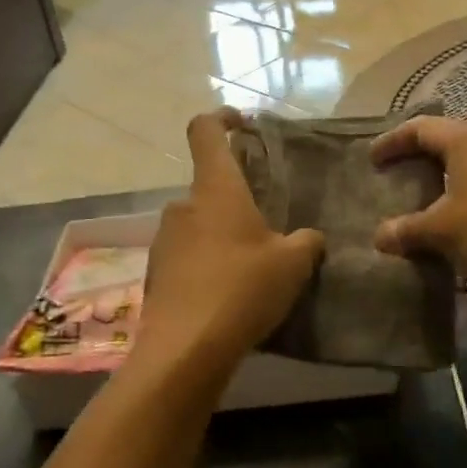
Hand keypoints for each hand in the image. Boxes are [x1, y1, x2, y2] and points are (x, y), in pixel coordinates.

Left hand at [132, 110, 323, 383]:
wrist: (186, 350)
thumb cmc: (243, 289)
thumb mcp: (293, 264)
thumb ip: (306, 242)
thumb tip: (310, 238)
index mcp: (216, 188)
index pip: (205, 131)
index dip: (221, 118)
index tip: (241, 123)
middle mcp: (183, 206)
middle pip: (208, 185)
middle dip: (234, 198)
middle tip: (265, 225)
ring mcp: (164, 240)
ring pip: (197, 223)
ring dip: (220, 234)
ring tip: (250, 266)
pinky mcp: (156, 274)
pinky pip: (186, 255)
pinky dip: (205, 263)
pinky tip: (226, 294)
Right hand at [372, 116, 466, 314]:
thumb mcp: (442, 229)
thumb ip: (407, 230)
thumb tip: (379, 237)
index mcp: (465, 140)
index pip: (418, 128)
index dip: (392, 142)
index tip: (371, 161)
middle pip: (442, 144)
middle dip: (415, 160)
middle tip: (390, 179)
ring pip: (463, 170)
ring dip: (438, 185)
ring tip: (414, 206)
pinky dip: (458, 204)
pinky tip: (447, 230)